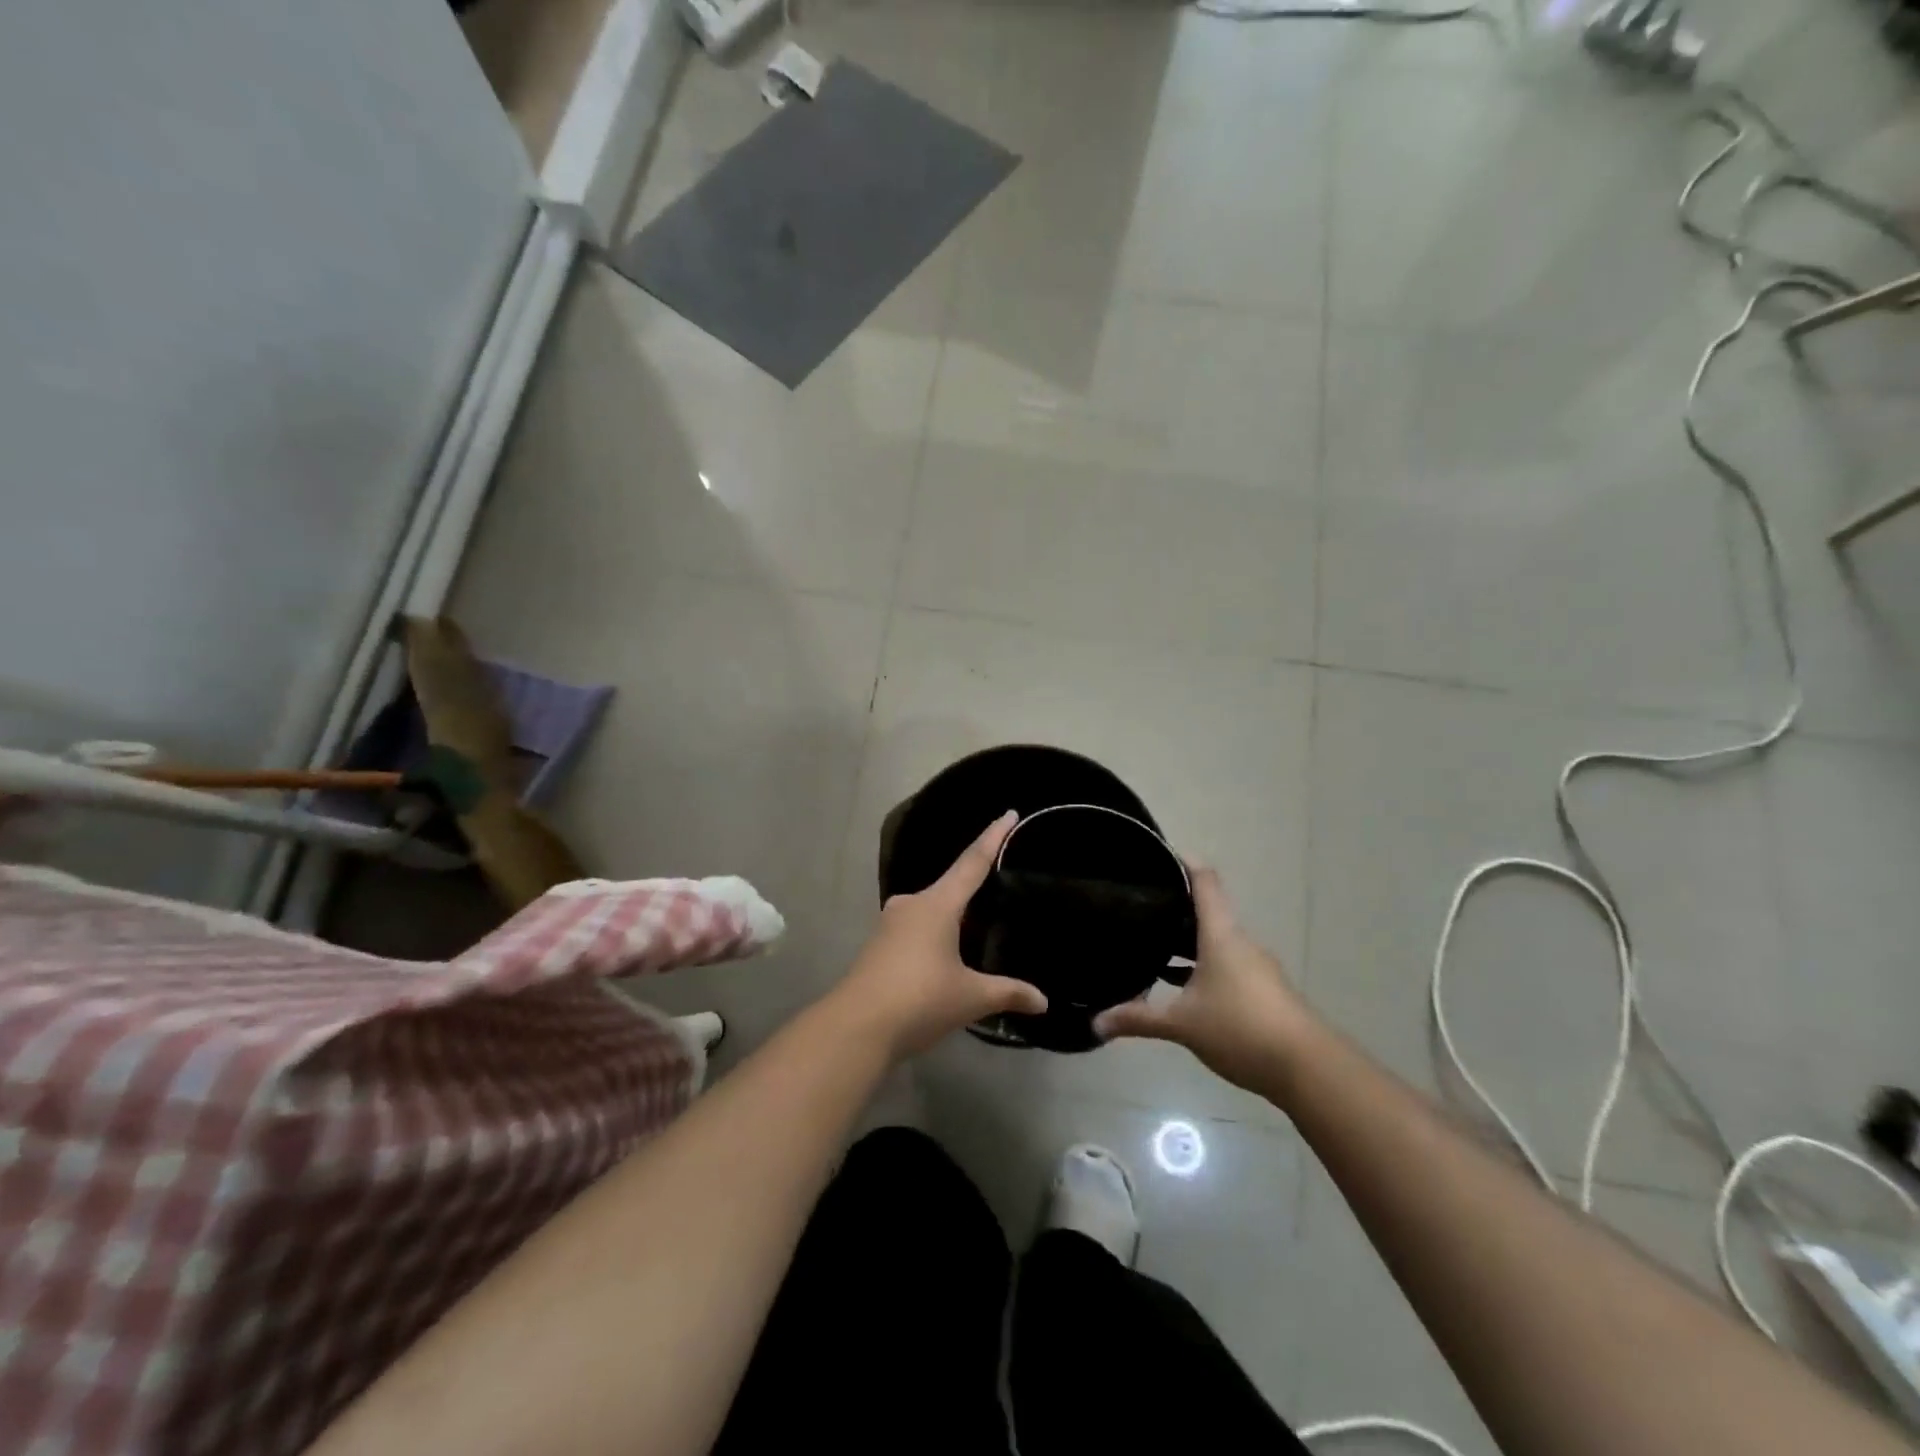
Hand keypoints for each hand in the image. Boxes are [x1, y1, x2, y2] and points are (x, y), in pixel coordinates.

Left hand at [833, 810, 1047, 1059]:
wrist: (856, 1027)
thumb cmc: (919, 1000)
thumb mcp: (970, 998)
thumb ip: (1008, 993)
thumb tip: (1043, 1002)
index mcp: (937, 904)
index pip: (973, 862)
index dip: (993, 837)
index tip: (1008, 813)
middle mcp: (913, 904)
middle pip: (952, 885)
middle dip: (975, 885)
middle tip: (1002, 884)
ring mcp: (892, 923)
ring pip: (933, 909)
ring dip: (955, 915)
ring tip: (981, 925)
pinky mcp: (880, 944)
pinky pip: (918, 927)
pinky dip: (938, 933)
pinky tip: (949, 954)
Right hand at [1093, 865, 1313, 1091]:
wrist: (1307, 1067)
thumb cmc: (1240, 1028)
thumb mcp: (1182, 1024)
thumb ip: (1138, 1019)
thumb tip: (1096, 1024)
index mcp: (1220, 935)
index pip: (1204, 882)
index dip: (1183, 862)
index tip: (1158, 855)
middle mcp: (1239, 942)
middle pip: (1207, 911)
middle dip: (1174, 908)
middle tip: (1138, 907)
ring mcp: (1254, 966)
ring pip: (1215, 941)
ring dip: (1187, 941)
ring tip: (1153, 946)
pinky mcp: (1262, 990)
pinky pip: (1226, 965)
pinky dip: (1202, 966)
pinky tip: (1182, 987)